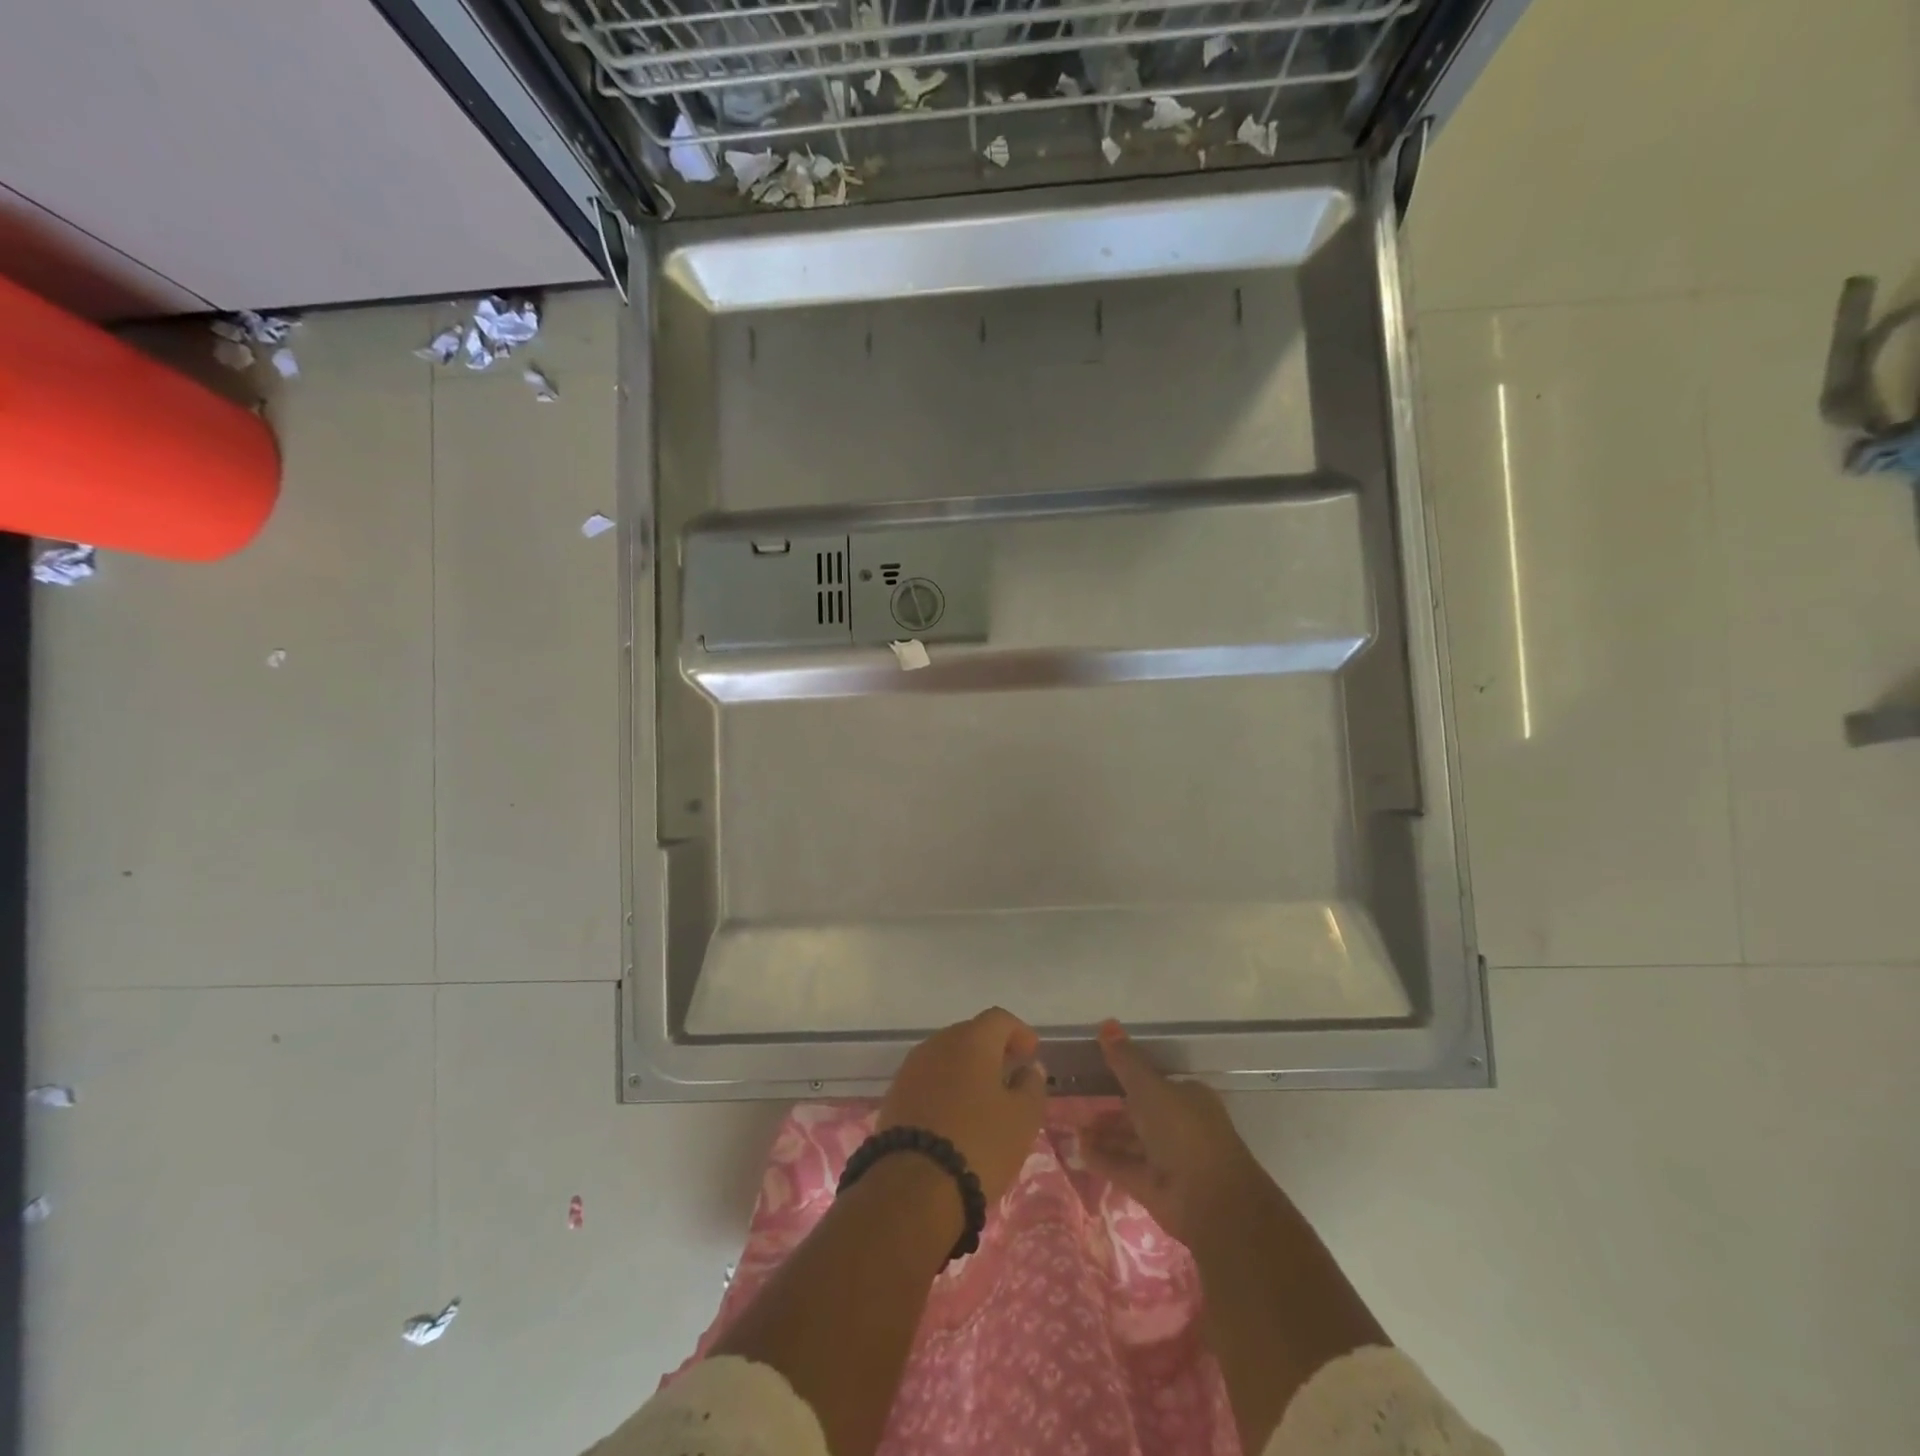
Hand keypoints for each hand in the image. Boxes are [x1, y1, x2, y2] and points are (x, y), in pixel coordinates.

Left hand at [879, 1008, 1047, 1203]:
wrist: (913, 1185)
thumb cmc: (979, 1144)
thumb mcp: (1022, 1119)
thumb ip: (1031, 1086)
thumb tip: (1029, 1068)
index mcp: (972, 1040)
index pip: (999, 1019)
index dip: (1019, 1032)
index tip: (1031, 1053)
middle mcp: (938, 1044)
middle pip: (969, 1034)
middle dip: (991, 1050)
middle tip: (1009, 1074)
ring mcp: (912, 1068)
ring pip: (946, 1057)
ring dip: (966, 1070)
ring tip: (983, 1098)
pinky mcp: (895, 1095)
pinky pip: (928, 1080)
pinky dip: (945, 1089)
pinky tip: (955, 1115)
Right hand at [1082, 1019, 1269, 1245]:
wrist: (1211, 1201)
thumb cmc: (1183, 1131)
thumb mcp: (1150, 1088)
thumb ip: (1125, 1060)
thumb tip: (1106, 1022)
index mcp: (1187, 1097)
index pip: (1154, 1082)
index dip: (1127, 1077)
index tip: (1098, 1074)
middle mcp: (1180, 1126)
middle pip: (1140, 1113)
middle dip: (1111, 1110)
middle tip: (1079, 1104)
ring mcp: (1168, 1159)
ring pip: (1131, 1141)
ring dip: (1104, 1135)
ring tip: (1074, 1129)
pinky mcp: (1155, 1187)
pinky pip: (1124, 1166)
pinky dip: (1104, 1159)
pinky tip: (1079, 1150)